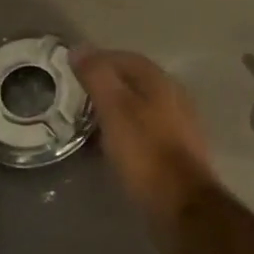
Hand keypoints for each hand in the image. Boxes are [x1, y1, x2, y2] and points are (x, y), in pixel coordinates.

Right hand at [74, 48, 218, 224]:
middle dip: (106, 85)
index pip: (126, 58)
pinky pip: (146, 130)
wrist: (182, 205)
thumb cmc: (145, 153)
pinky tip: (111, 146)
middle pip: (135, 81)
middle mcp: (174, 97)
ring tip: (88, 121)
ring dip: (115, 109)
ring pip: (141, 106)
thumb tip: (79, 48)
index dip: (98, 59)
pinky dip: (125, 130)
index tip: (72, 70)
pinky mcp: (177, 151)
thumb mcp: (115, 110)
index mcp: (160, 82)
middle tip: (76, 97)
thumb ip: (98, 77)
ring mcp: (179, 125)